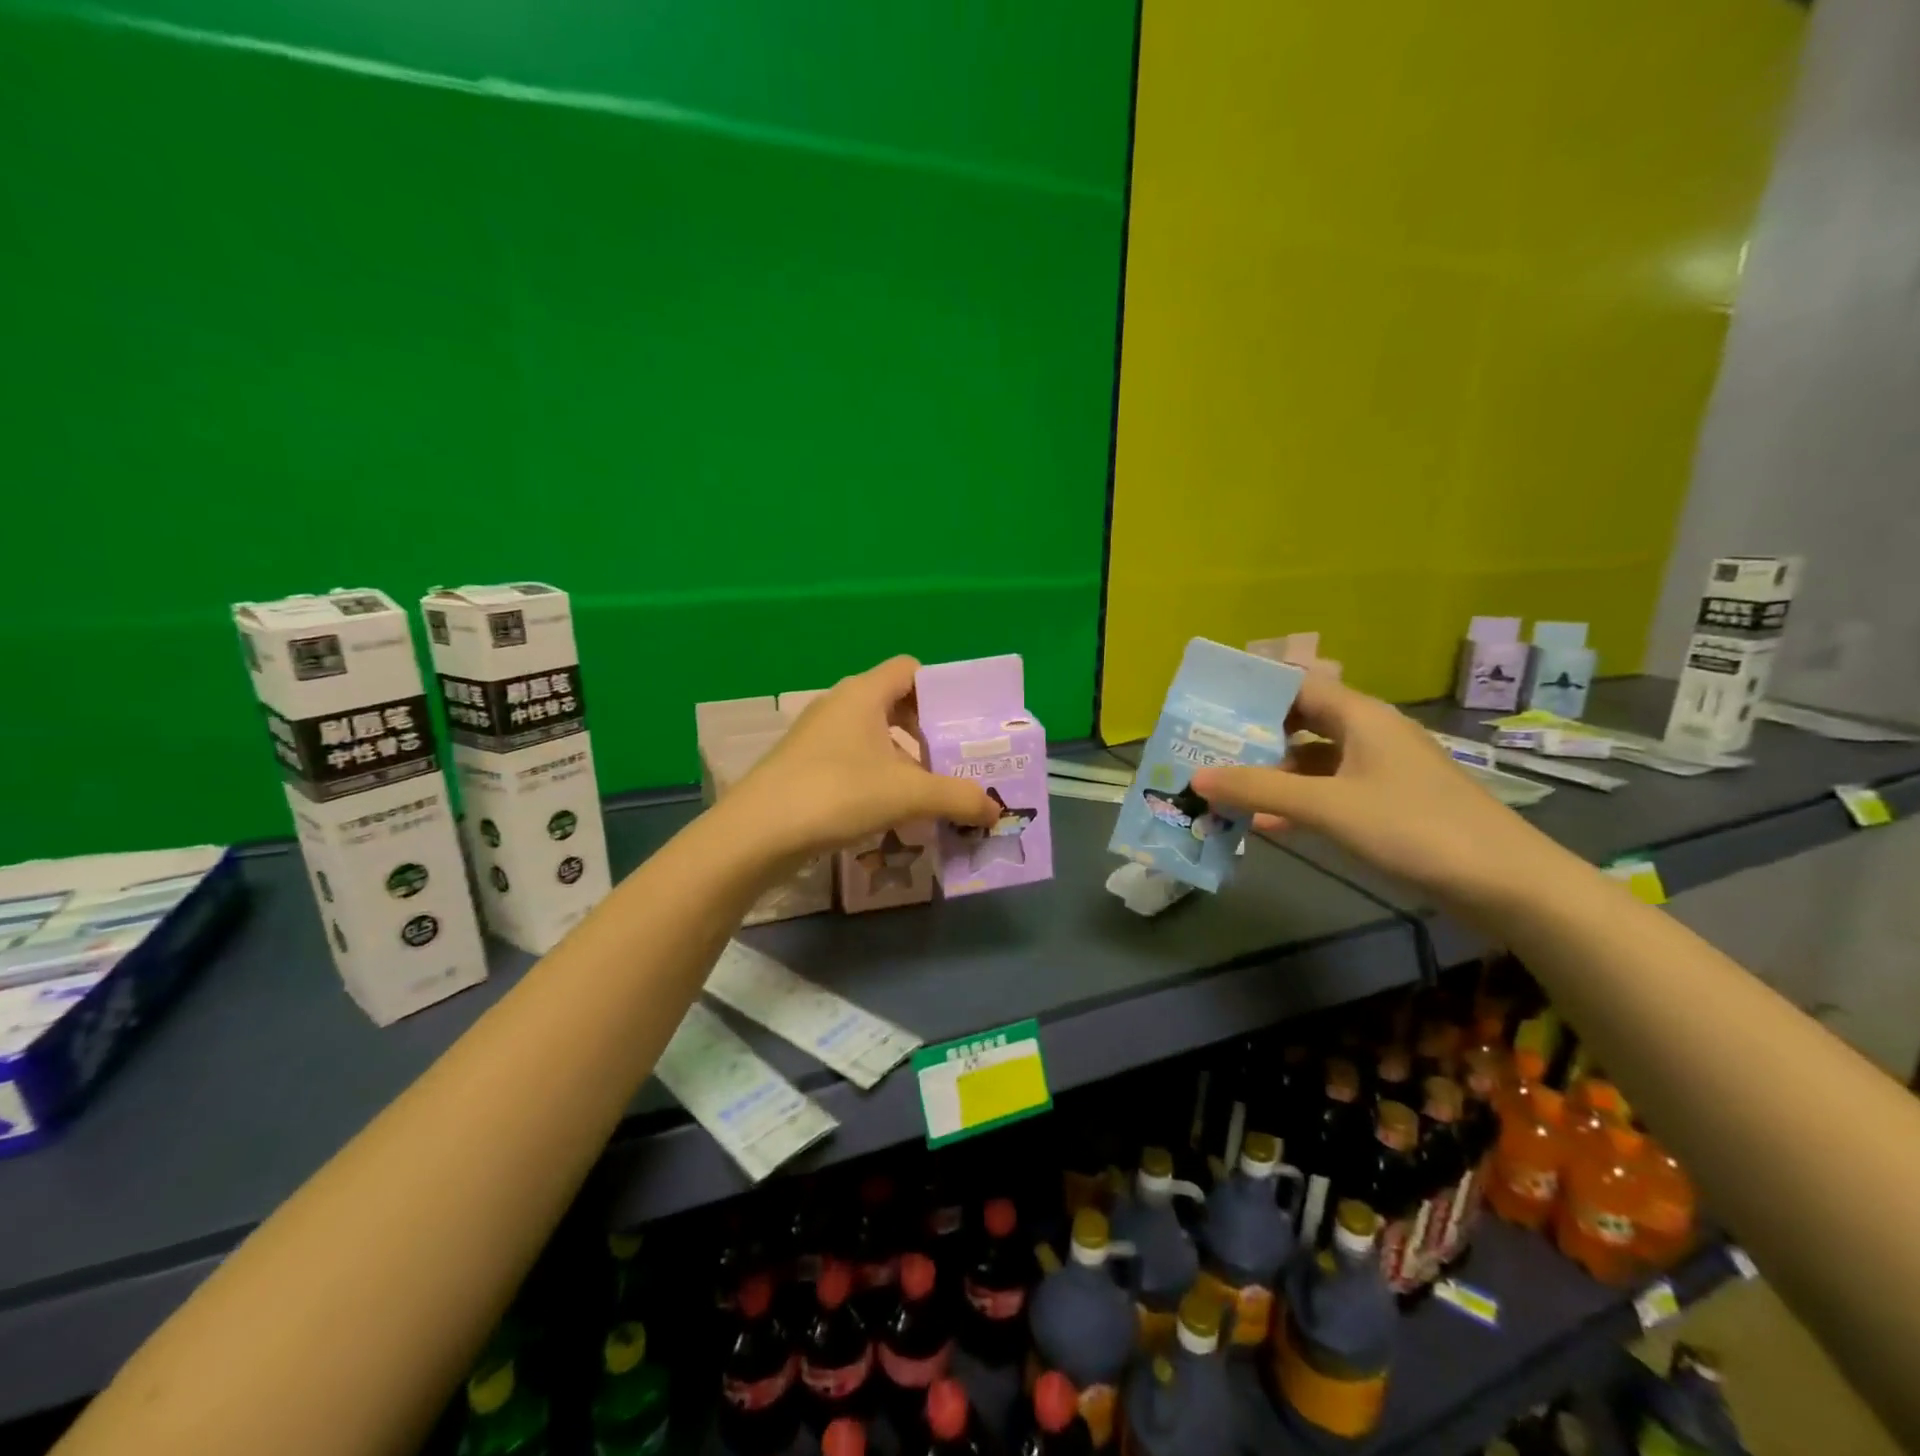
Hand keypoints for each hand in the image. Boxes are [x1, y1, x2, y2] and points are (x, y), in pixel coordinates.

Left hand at [730, 656, 1000, 857]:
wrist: (757, 834)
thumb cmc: (837, 793)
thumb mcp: (908, 794)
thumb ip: (958, 798)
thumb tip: (996, 810)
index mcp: (863, 693)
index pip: (910, 670)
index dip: (940, 690)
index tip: (963, 724)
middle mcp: (839, 705)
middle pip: (895, 705)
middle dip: (928, 733)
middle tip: (956, 762)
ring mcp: (817, 737)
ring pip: (874, 737)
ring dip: (904, 760)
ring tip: (931, 792)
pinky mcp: (804, 767)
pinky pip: (854, 761)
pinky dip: (878, 778)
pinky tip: (892, 811)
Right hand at [1191, 674, 1555, 906]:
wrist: (1506, 883)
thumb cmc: (1414, 828)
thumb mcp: (1327, 807)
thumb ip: (1259, 790)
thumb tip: (1196, 778)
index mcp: (1361, 716)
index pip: (1296, 685)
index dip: (1253, 691)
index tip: (1209, 706)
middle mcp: (1370, 733)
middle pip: (1301, 722)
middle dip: (1255, 737)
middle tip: (1206, 750)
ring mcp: (1382, 769)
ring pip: (1314, 759)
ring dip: (1273, 773)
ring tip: (1225, 788)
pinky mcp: (1389, 803)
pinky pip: (1330, 790)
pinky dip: (1298, 800)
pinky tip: (1265, 823)